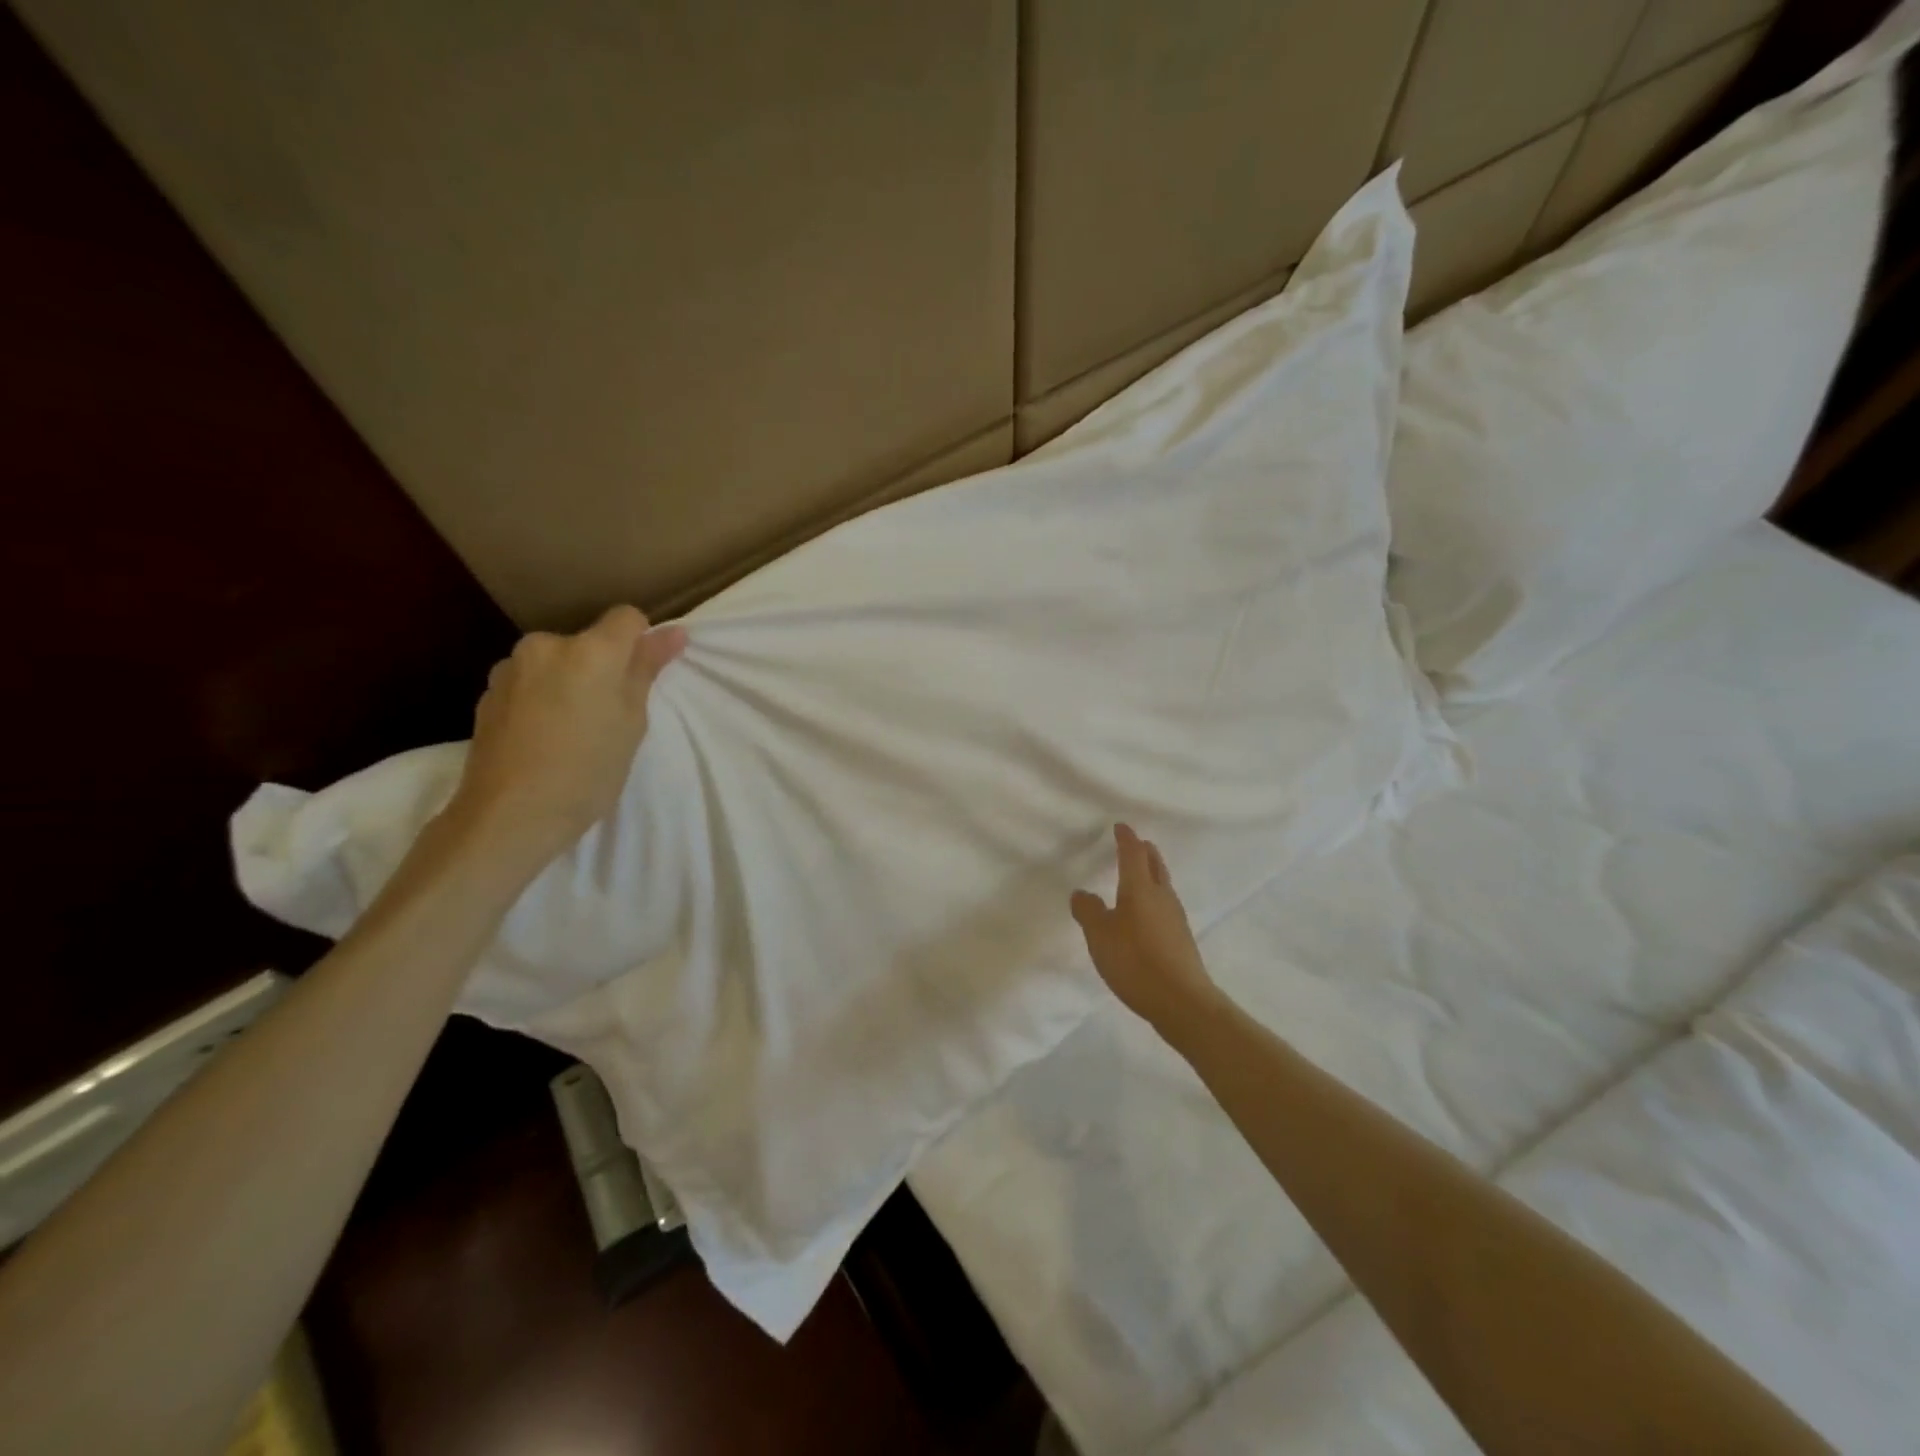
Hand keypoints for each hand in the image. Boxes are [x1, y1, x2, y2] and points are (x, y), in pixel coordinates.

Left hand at [446, 605, 686, 875]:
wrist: (509, 815)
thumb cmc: (588, 771)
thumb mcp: (631, 722)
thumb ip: (647, 670)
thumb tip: (673, 632)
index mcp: (590, 650)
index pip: (627, 618)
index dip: (641, 643)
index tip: (641, 681)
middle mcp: (547, 645)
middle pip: (588, 642)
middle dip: (601, 668)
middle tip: (608, 716)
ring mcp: (511, 668)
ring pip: (557, 663)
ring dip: (569, 683)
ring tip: (571, 731)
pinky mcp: (488, 693)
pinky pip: (530, 683)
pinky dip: (542, 699)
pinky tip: (543, 739)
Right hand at [1071, 824, 1223, 1037]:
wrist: (1182, 1002)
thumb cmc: (1136, 961)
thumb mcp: (1100, 936)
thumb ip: (1088, 911)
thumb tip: (1082, 893)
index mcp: (1141, 888)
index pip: (1133, 853)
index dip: (1126, 838)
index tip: (1120, 827)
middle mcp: (1162, 896)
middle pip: (1155, 864)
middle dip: (1144, 851)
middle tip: (1135, 844)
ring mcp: (1175, 918)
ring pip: (1163, 885)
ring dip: (1151, 874)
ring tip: (1138, 875)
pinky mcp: (1181, 939)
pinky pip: (1165, 906)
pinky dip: (1154, 898)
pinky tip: (1145, 914)